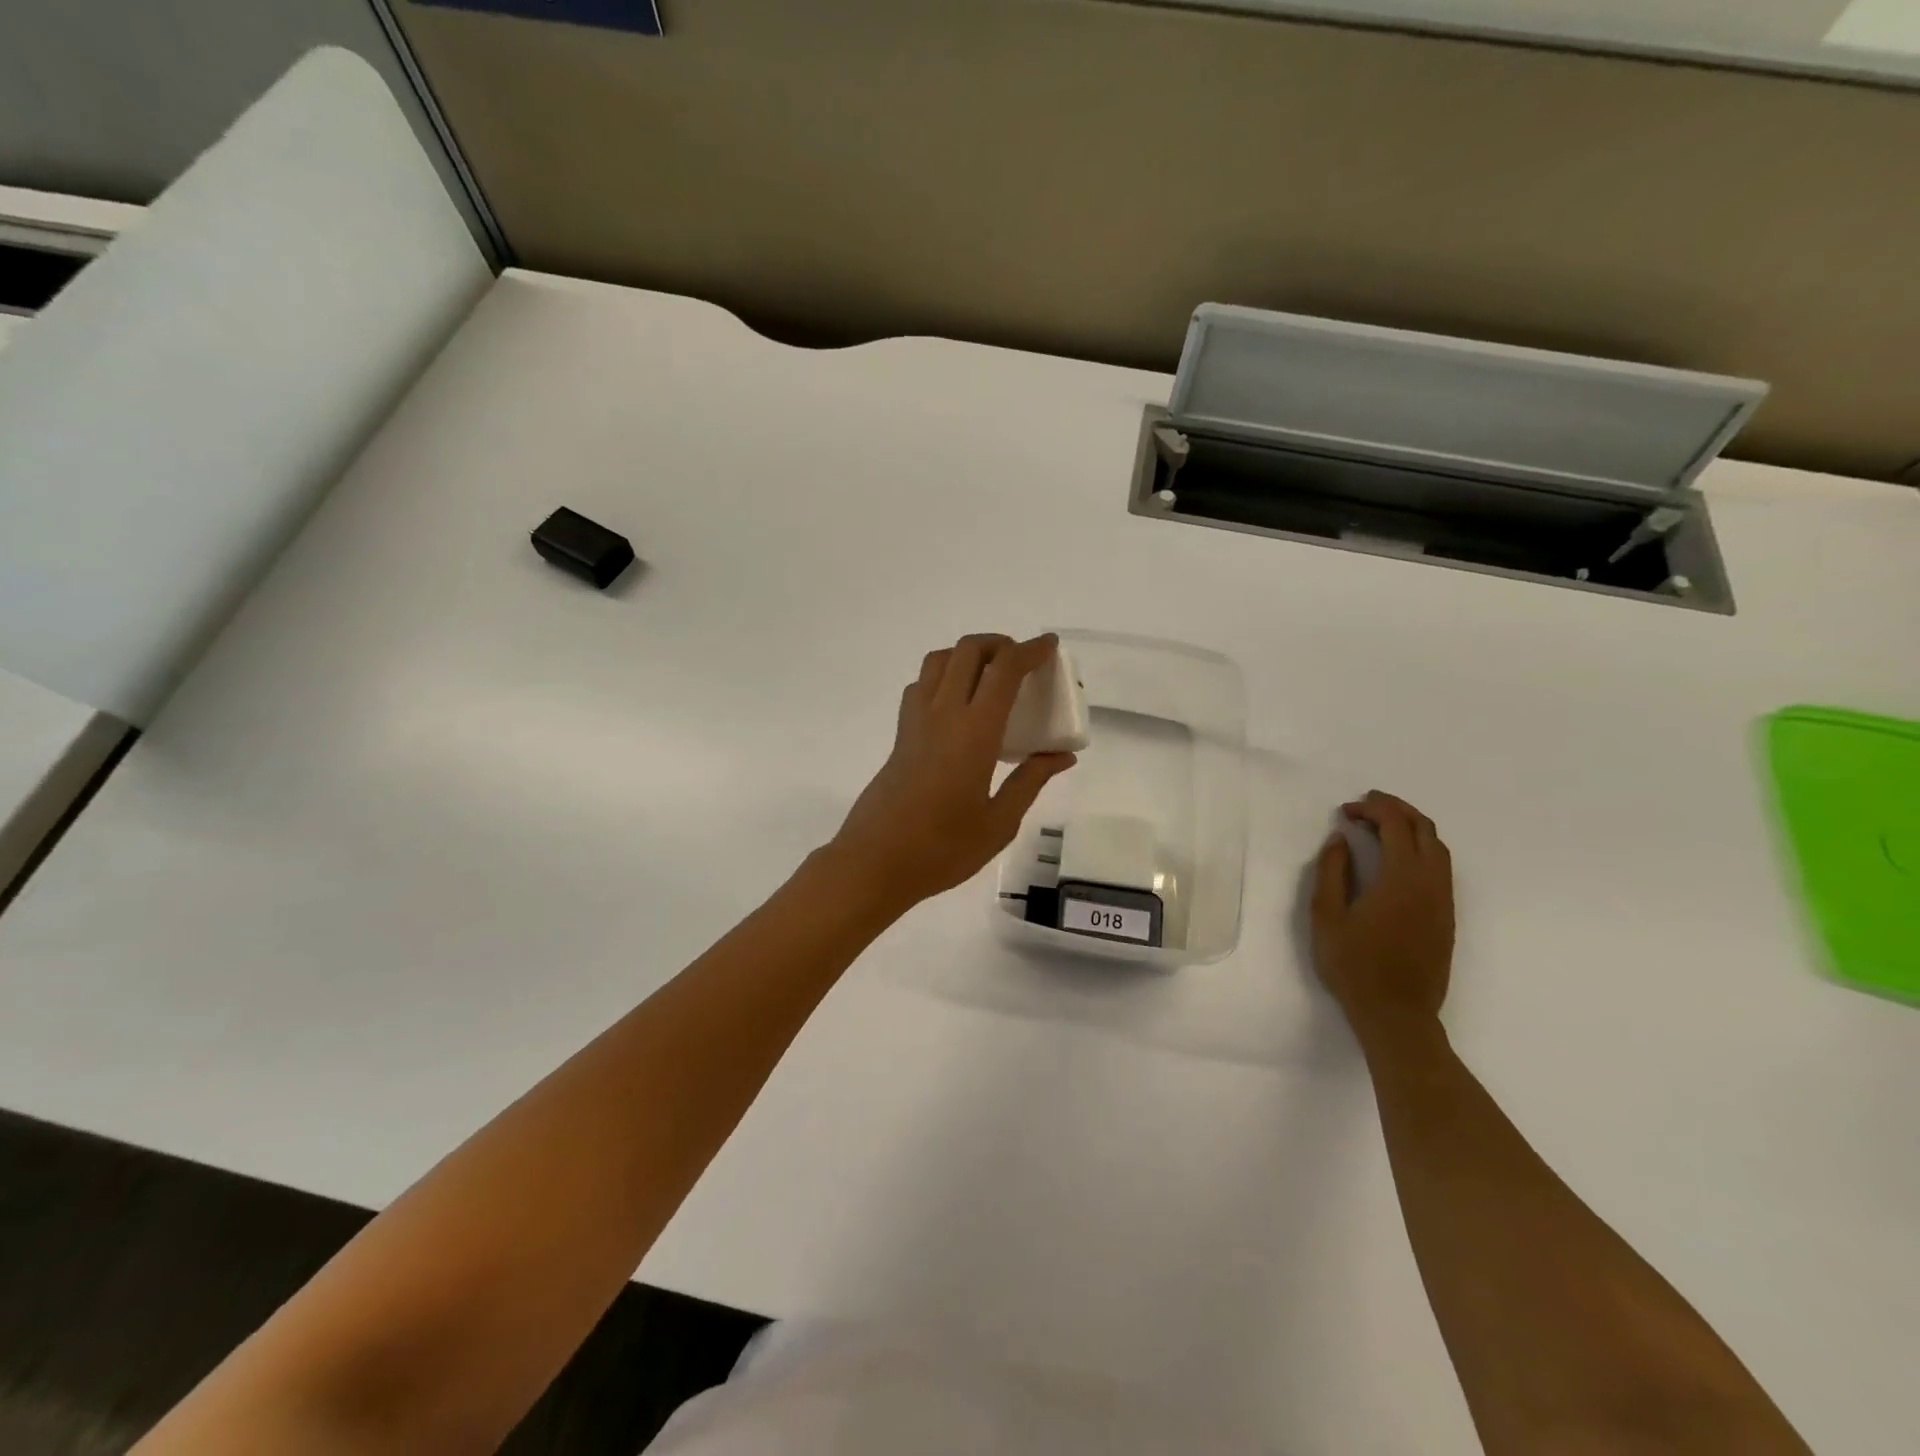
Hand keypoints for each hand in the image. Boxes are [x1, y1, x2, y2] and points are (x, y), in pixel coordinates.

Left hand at [827, 634, 1077, 911]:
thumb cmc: (943, 848)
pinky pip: (921, 686)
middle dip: (999, 644)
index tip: (1049, 645)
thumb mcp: (999, 822)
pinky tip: (957, 704)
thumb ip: (1031, 781)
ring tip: (991, 675)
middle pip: (968, 651)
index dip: (1030, 650)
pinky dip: (943, 675)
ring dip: (967, 654)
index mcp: (974, 732)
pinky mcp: (900, 735)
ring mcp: (915, 721)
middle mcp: (942, 714)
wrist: (876, 862)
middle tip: (1022, 661)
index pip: (1004, 670)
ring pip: (939, 661)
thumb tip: (1062, 756)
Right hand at [1310, 791, 1454, 1042]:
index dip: (1372, 809)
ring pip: (1438, 848)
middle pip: (1424, 829)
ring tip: (1382, 826)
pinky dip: (1422, 849)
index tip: (1346, 811)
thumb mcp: (1326, 916)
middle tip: (1366, 805)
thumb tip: (1340, 839)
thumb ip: (1332, 872)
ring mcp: (1444, 901)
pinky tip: (1398, 859)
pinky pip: (1441, 868)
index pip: (1395, 825)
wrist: (1396, 1013)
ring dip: (1412, 828)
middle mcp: (1431, 883)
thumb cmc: (1353, 964)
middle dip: (1396, 809)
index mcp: (1401, 878)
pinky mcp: (1447, 917)